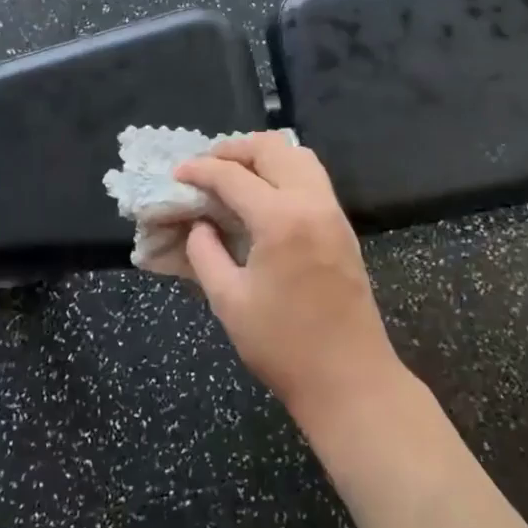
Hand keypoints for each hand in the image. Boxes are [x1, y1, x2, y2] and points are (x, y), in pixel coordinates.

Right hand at [175, 134, 403, 429]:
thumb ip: (205, 253)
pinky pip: (312, 177)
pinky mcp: (343, 226)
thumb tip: (200, 224)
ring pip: (298, 156)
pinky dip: (284, 171)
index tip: (176, 173)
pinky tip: (263, 195)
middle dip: (233, 150)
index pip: (232, 176)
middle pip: (272, 148)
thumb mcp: (229, 301)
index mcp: (281, 219)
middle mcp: (312, 202)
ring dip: (263, 155)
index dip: (200, 170)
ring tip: (234, 175)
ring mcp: (333, 212)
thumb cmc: (283, 345)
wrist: (350, 379)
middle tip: (205, 167)